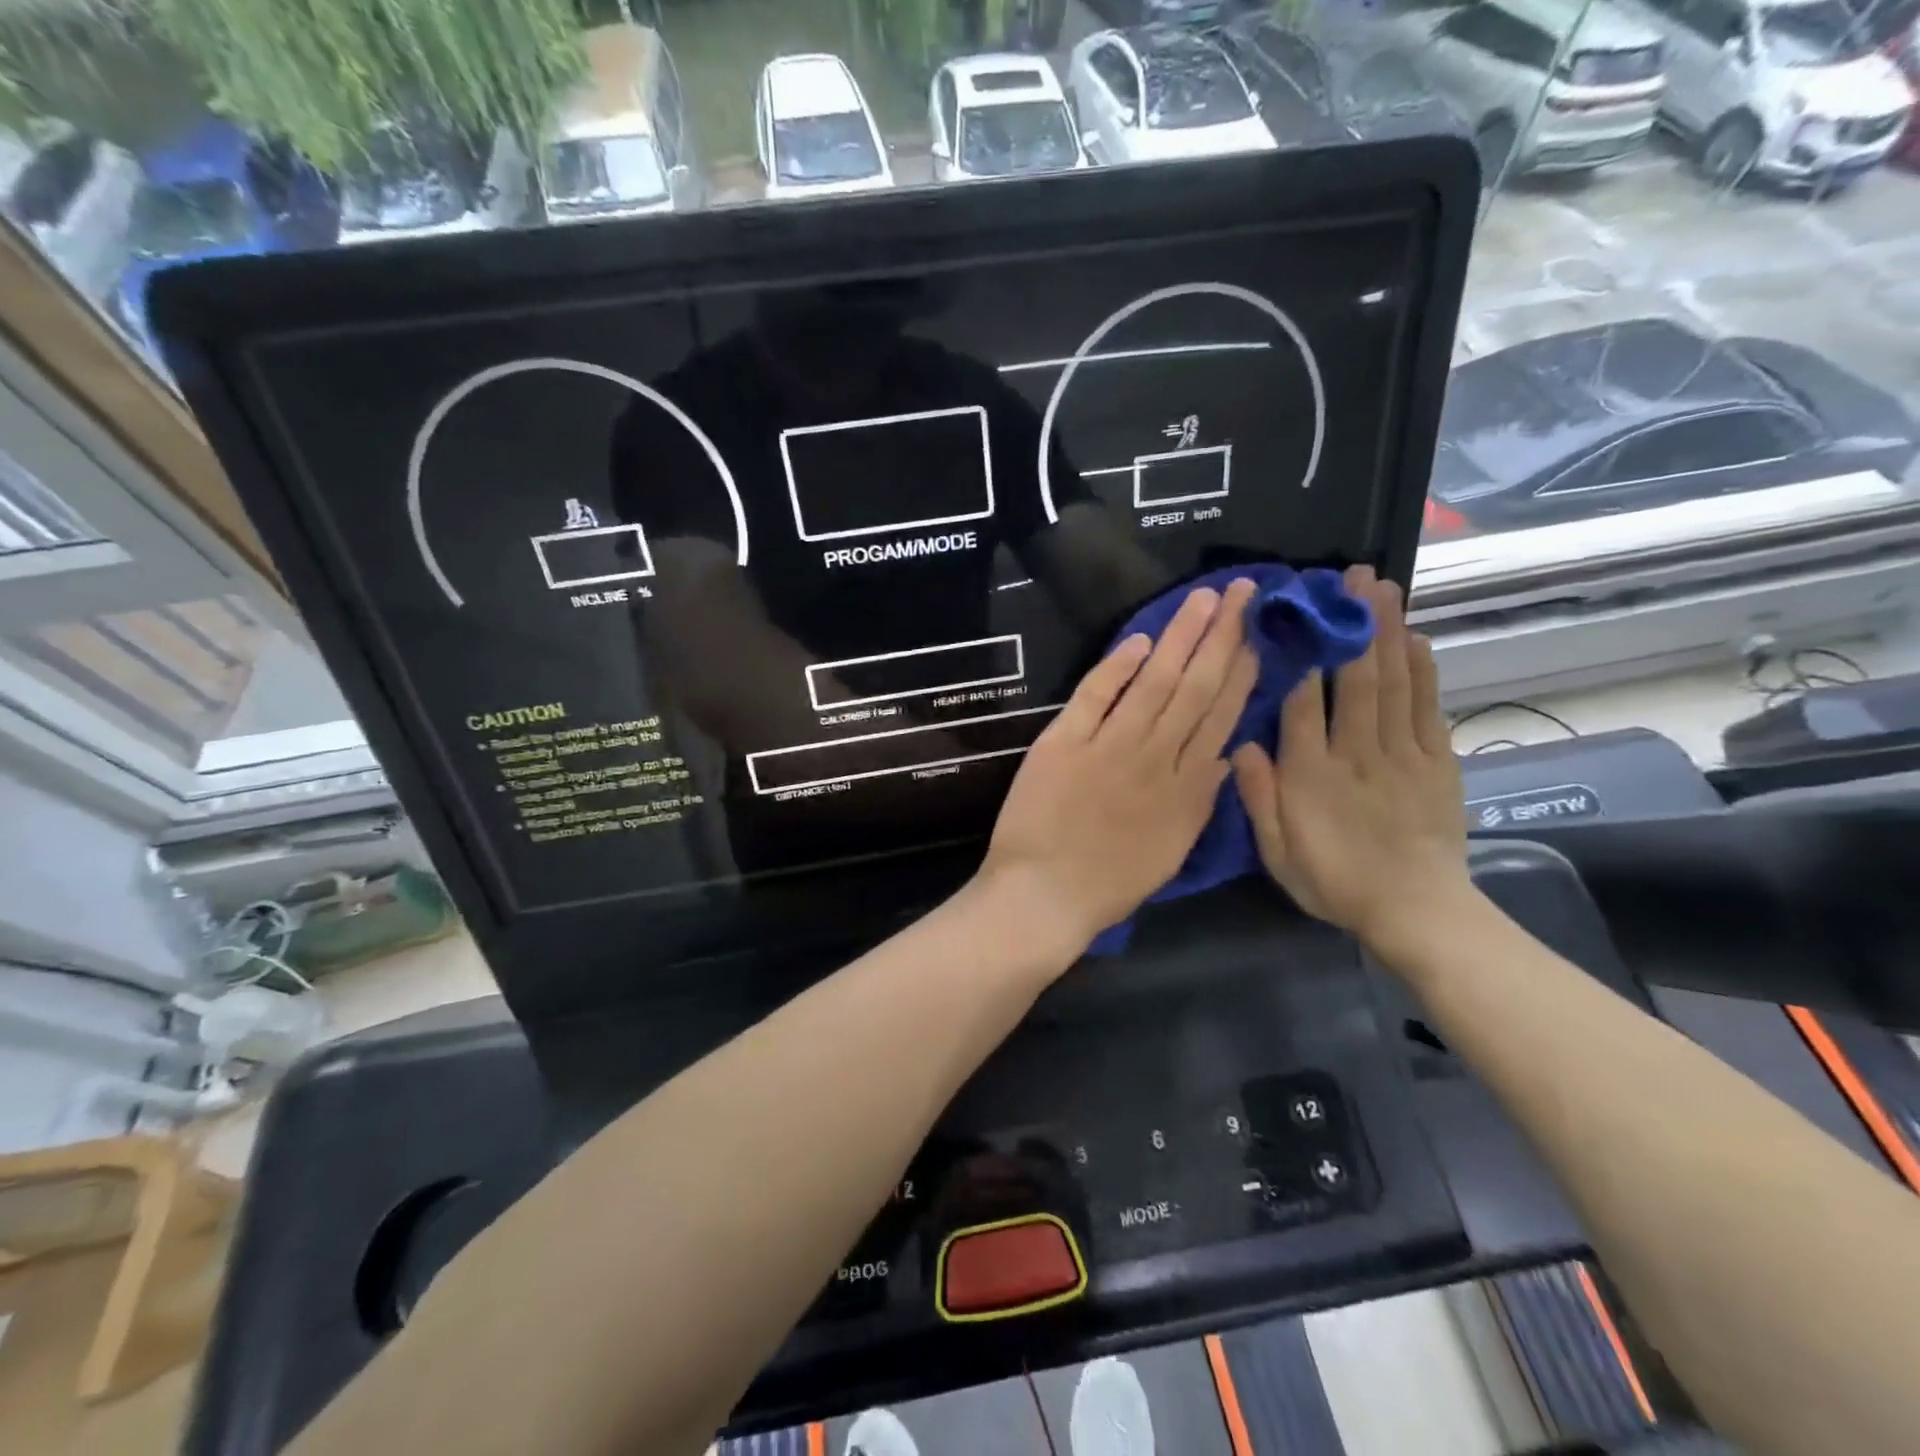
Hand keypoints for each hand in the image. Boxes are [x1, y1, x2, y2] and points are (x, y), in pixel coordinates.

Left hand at [981, 579, 1259, 955]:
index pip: (1220, 717)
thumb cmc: (1109, 884)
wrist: (1044, 896)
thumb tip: (1225, 753)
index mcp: (1185, 788)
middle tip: (1242, 593)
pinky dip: (1116, 667)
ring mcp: (1108, 747)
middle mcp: (1154, 758)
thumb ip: (1200, 801)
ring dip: (1179, 638)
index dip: (1241, 673)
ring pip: (1153, 683)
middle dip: (1221, 638)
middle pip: (1194, 688)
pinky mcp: (1063, 743)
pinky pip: (1094, 696)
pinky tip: (1139, 640)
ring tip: (1202, 600)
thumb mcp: (1172, 849)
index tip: (1257, 636)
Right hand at [1231, 566, 1469, 954]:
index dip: (1300, 655)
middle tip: (1352, 578)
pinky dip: (1423, 671)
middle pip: (1356, 679)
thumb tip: (1241, 744)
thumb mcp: (1278, 852)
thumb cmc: (1335, 881)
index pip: (1302, 704)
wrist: (1417, 911)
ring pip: (1394, 683)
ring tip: (1384, 589)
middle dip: (1354, 624)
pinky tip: (1416, 639)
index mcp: (1311, 775)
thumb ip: (1258, 798)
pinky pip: (1428, 707)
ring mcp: (1403, 754)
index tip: (1295, 615)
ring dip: (1388, 633)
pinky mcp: (1437, 762)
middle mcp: (1357, 754)